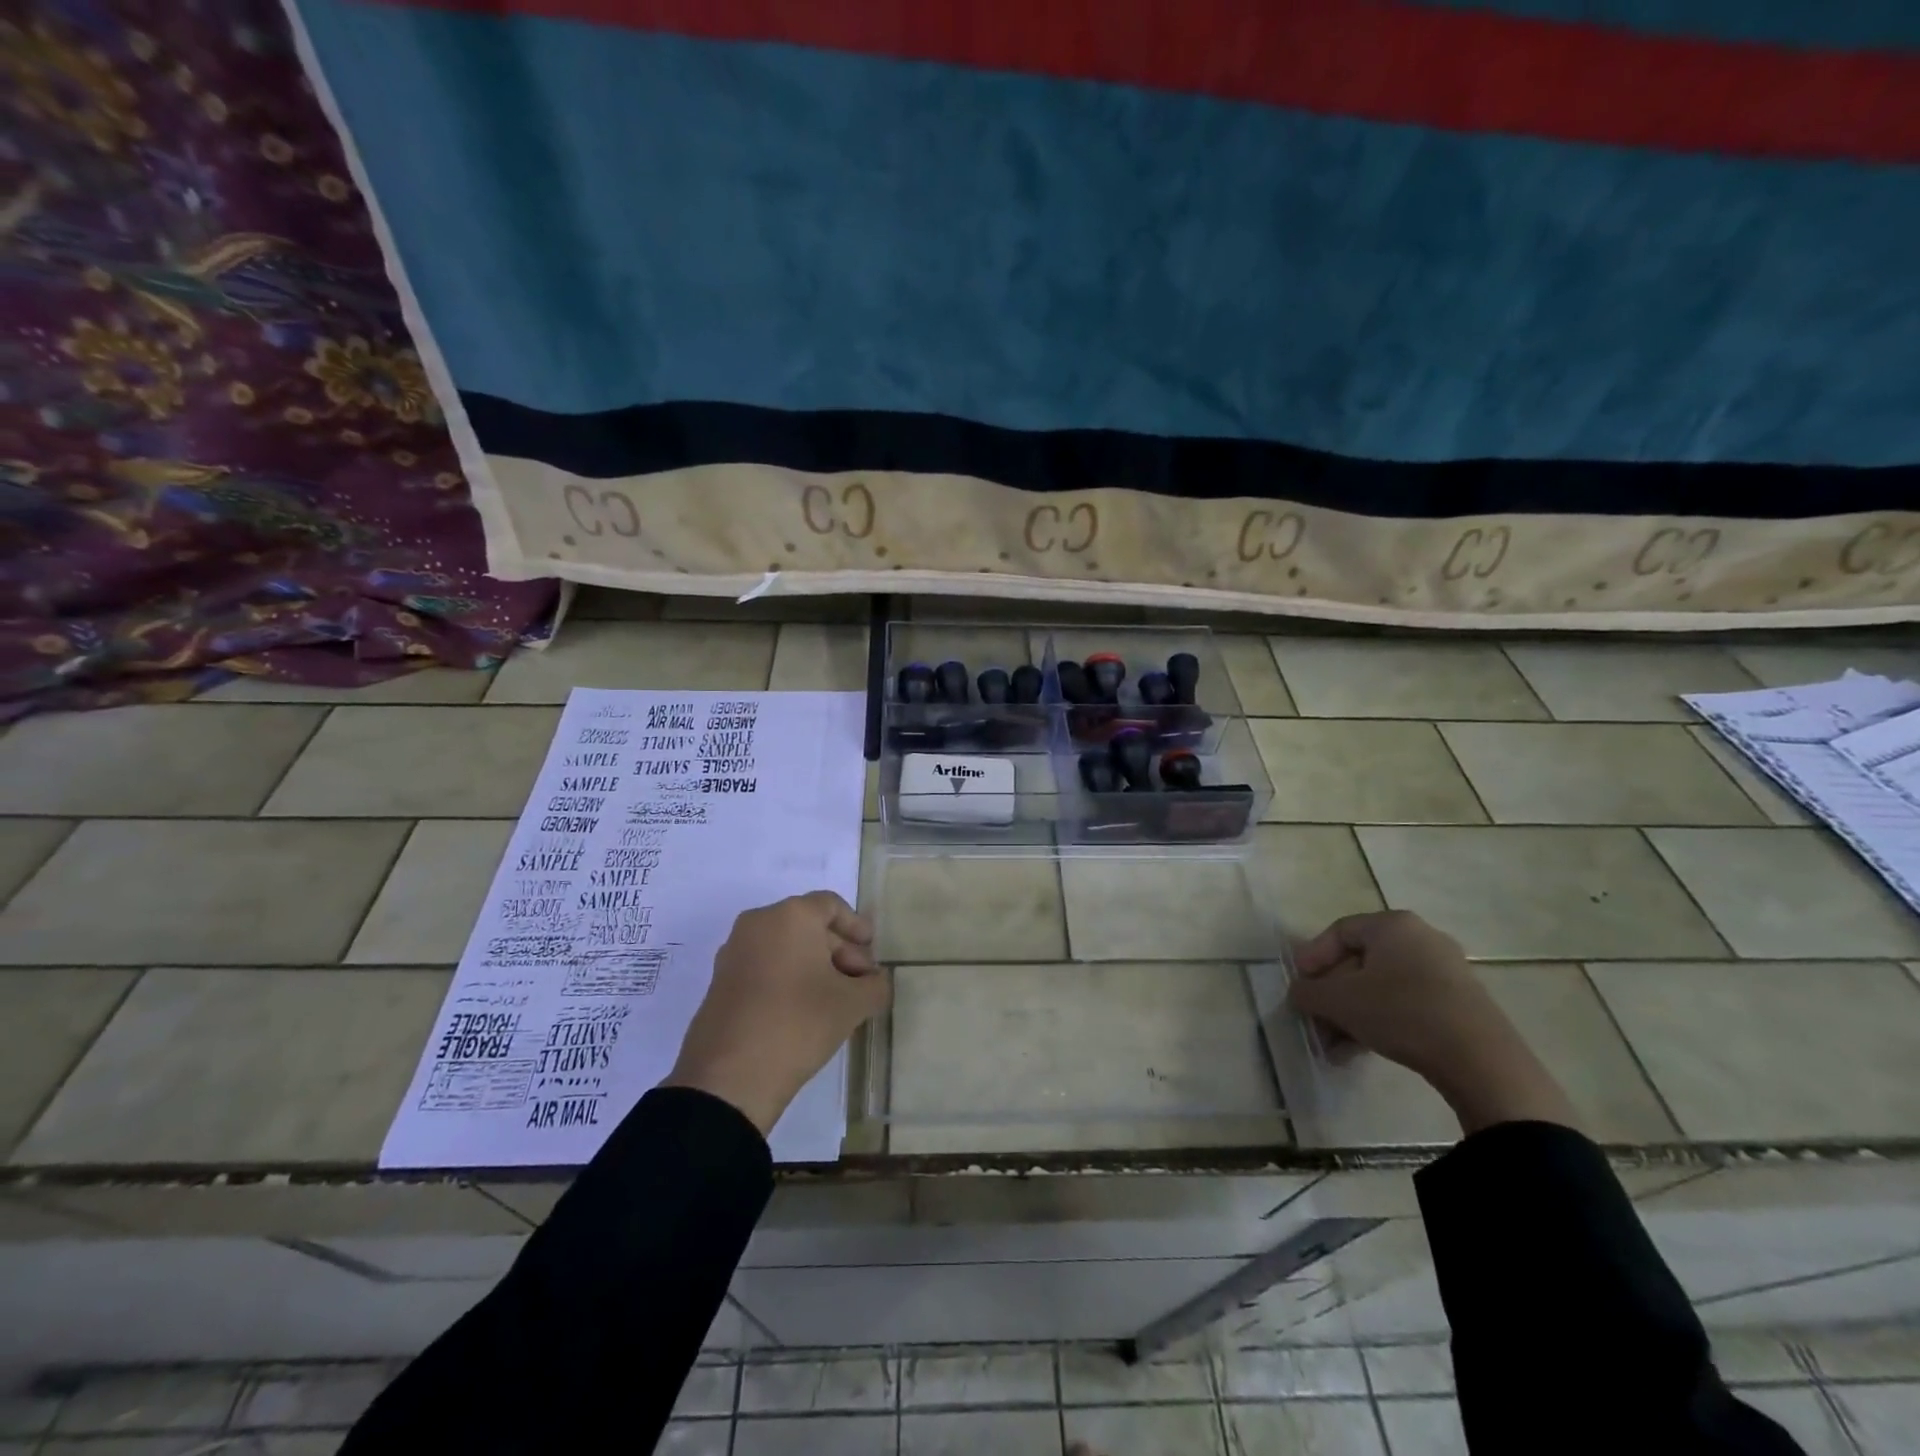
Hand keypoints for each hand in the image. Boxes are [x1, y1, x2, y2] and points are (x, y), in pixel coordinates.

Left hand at [665, 892, 888, 1136]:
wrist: (728, 1078)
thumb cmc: (798, 1023)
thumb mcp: (852, 1005)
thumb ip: (875, 985)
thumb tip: (875, 982)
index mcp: (790, 916)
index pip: (831, 905)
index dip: (856, 926)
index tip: (872, 950)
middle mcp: (758, 923)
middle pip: (809, 926)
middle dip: (840, 951)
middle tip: (861, 984)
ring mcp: (734, 952)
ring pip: (786, 947)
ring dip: (815, 967)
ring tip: (837, 1002)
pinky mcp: (721, 982)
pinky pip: (765, 966)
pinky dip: (789, 978)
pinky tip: (805, 1012)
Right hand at [1288, 910, 1579, 1135]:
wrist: (1481, 1061)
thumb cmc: (1401, 1012)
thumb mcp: (1340, 1001)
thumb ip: (1309, 993)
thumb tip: (1299, 993)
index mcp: (1393, 925)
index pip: (1339, 931)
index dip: (1312, 957)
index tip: (1299, 985)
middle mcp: (1421, 938)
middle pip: (1360, 961)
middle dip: (1332, 994)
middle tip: (1314, 1019)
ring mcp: (1446, 971)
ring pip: (1382, 987)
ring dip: (1352, 1014)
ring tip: (1334, 1045)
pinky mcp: (1461, 1003)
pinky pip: (1407, 1003)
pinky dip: (1381, 1021)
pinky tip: (1362, 1050)